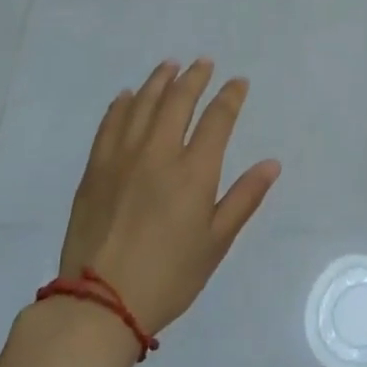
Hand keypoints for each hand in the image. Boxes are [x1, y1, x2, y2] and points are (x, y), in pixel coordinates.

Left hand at [55, 59, 281, 335]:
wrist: (100, 303)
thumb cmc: (169, 276)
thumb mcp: (216, 242)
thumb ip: (244, 198)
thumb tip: (272, 164)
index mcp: (194, 172)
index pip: (217, 119)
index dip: (230, 96)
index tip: (238, 82)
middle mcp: (158, 154)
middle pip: (178, 101)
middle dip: (195, 78)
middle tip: (204, 63)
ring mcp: (122, 158)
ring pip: (143, 105)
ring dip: (159, 81)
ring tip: (170, 66)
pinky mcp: (95, 170)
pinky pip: (110, 125)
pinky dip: (122, 105)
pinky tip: (128, 96)